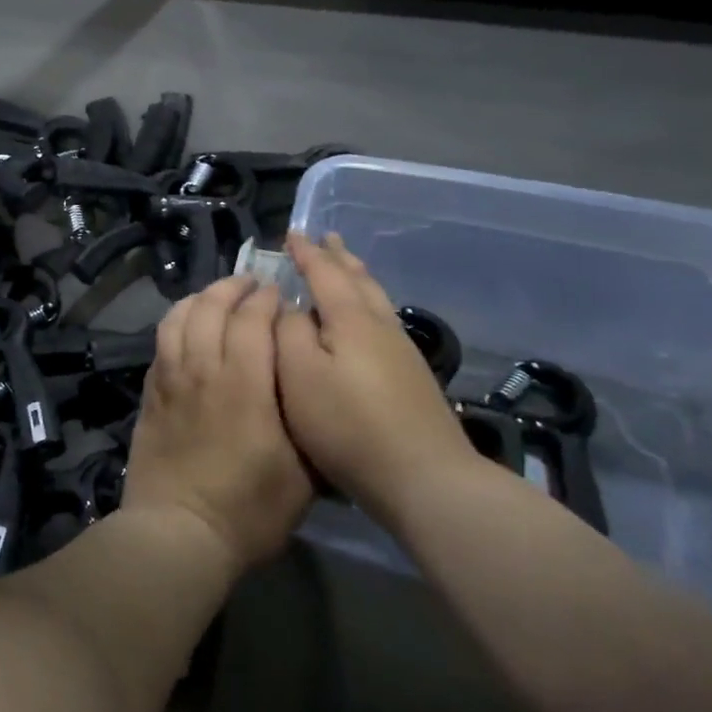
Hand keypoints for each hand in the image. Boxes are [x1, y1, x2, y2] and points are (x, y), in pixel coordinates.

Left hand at [123, 276, 314, 574]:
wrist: (178, 531)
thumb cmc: (248, 509)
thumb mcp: (303, 475)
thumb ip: (305, 421)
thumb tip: (310, 386)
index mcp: (245, 384)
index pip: (253, 320)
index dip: (267, 300)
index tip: (279, 293)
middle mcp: (204, 370)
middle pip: (211, 308)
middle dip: (233, 288)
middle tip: (250, 284)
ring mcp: (170, 379)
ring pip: (179, 318)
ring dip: (199, 299)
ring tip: (216, 297)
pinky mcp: (150, 394)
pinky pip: (160, 343)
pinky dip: (175, 323)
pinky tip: (185, 327)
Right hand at [275, 232, 478, 520]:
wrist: (424, 477)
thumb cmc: (348, 424)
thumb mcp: (299, 375)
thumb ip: (286, 332)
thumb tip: (288, 306)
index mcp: (351, 318)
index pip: (324, 273)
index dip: (306, 253)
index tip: (291, 233)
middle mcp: (380, 326)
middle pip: (359, 280)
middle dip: (338, 257)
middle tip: (326, 238)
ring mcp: (401, 352)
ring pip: (375, 299)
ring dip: (356, 277)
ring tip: (346, 266)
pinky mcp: (410, 377)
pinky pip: (381, 320)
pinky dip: (366, 303)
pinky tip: (365, 318)